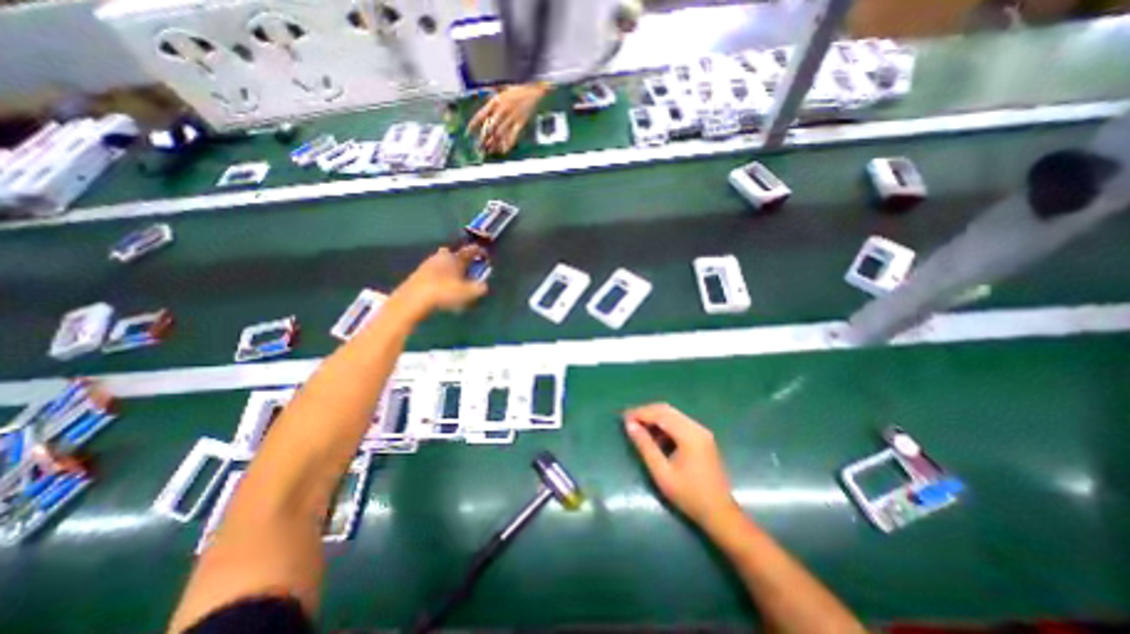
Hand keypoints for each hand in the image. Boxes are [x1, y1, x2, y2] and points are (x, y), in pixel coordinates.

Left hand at [393, 246, 487, 317]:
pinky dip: (439, 278)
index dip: (479, 251)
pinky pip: (433, 273)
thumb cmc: (445, 292)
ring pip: (441, 263)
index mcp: (455, 258)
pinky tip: (441, 287)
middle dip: (459, 259)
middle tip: (466, 267)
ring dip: (448, 269)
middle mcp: (441, 257)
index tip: (484, 254)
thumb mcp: (468, 292)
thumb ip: (479, 287)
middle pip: (452, 254)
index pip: (470, 251)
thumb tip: (483, 285)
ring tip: (454, 280)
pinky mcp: (417, 275)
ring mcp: (427, 265)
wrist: (414, 299)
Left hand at [467, 82, 551, 153]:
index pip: (481, 114)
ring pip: (500, 133)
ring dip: (494, 143)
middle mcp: (502, 109)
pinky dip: (508, 144)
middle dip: (484, 138)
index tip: (468, 132)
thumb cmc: (518, 91)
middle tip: (479, 147)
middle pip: (490, 127)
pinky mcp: (521, 122)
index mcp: (496, 101)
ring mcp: (512, 116)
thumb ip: (494, 104)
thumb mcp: (502, 92)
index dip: (474, 124)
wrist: (534, 90)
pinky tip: (504, 150)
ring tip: (489, 150)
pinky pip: (513, 135)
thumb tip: (486, 116)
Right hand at [617, 403, 742, 527]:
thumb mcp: (662, 473)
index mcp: (689, 434)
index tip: (623, 418)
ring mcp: (701, 431)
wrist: (720, 513)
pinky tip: (654, 436)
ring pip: (672, 415)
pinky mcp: (702, 437)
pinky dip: (664, 424)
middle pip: (666, 410)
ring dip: (654, 418)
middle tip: (628, 421)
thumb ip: (645, 446)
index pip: (660, 414)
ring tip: (637, 427)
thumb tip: (629, 425)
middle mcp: (696, 427)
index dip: (640, 413)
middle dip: (646, 412)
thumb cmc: (689, 496)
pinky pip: (679, 423)